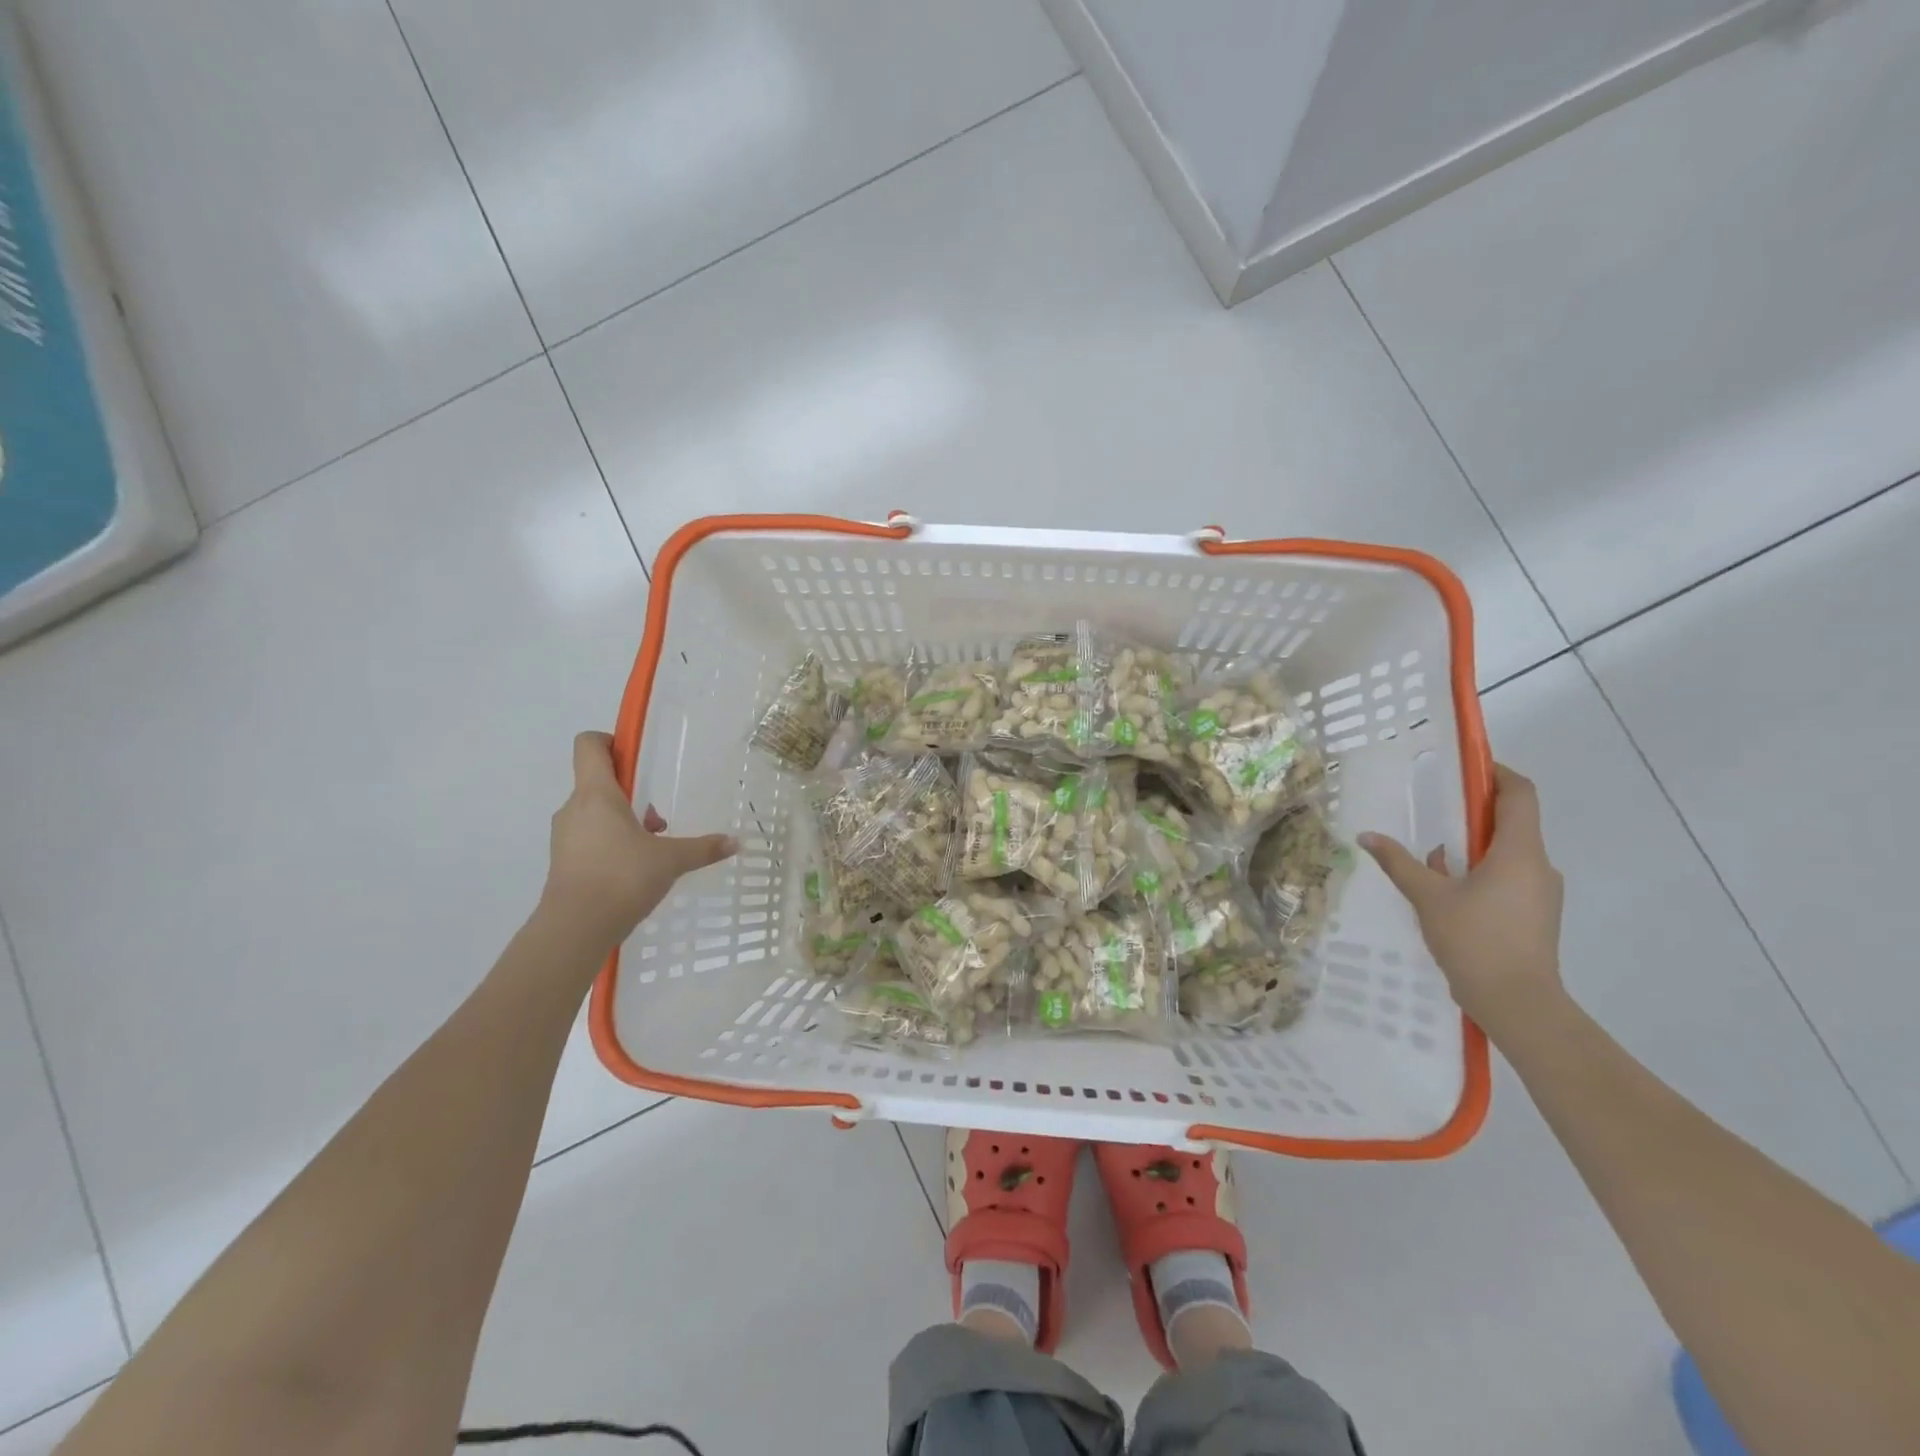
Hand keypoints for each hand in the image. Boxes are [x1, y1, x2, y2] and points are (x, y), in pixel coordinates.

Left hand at [541, 732, 736, 948]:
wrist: (575, 929)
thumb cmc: (622, 878)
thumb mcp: (671, 860)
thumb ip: (703, 848)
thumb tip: (735, 842)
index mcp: (596, 794)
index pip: (589, 745)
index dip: (611, 741)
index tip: (637, 758)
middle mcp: (574, 808)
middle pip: (598, 781)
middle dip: (631, 793)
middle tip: (658, 816)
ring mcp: (564, 836)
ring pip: (595, 812)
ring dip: (622, 820)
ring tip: (652, 846)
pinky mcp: (563, 862)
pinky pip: (589, 837)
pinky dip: (611, 842)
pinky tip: (635, 868)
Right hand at [1358, 763, 1565, 1040]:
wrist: (1518, 1004)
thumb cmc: (1475, 940)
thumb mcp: (1428, 897)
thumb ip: (1399, 862)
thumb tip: (1368, 835)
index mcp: (1519, 852)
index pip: (1520, 794)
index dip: (1498, 774)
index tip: (1467, 768)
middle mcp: (1538, 866)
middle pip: (1512, 823)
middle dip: (1473, 815)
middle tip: (1434, 814)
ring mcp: (1542, 893)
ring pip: (1508, 853)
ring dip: (1473, 848)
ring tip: (1431, 860)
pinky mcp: (1537, 915)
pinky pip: (1509, 878)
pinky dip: (1480, 873)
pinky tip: (1448, 893)